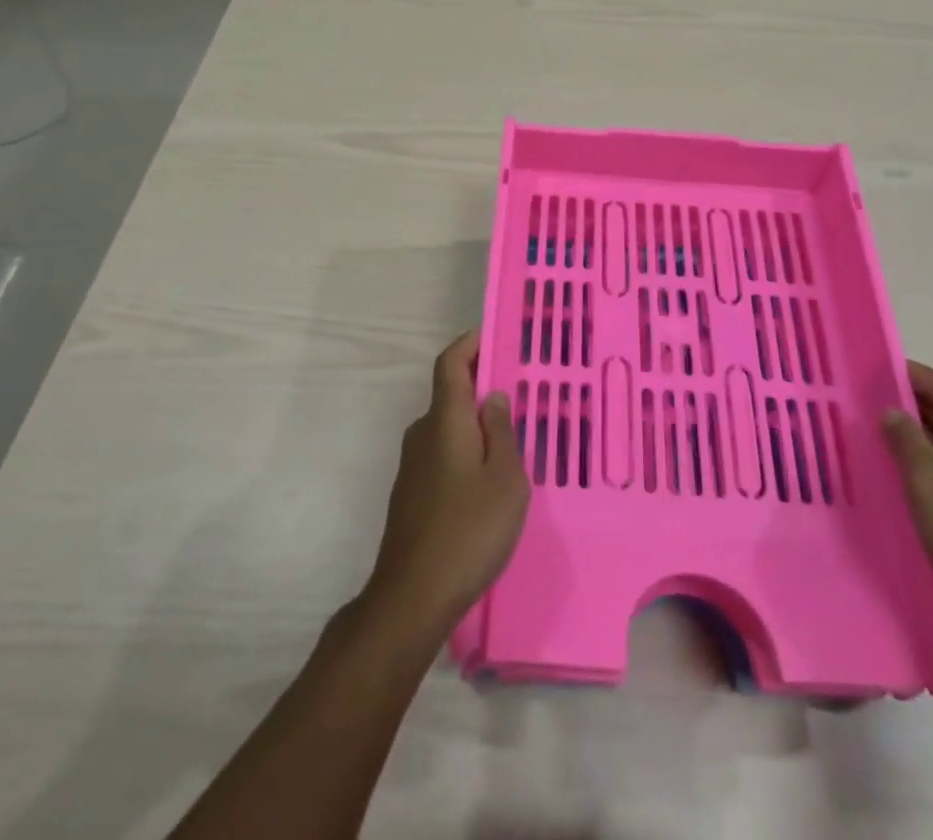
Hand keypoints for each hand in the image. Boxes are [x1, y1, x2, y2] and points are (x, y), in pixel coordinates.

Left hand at [365, 330, 529, 633]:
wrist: (412, 597)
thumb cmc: (468, 531)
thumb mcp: (505, 480)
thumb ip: (501, 432)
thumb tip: (492, 397)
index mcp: (445, 420)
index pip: (450, 363)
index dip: (469, 343)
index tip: (495, 335)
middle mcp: (423, 433)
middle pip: (451, 394)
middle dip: (482, 386)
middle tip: (521, 395)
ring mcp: (413, 465)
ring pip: (449, 428)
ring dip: (476, 423)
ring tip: (513, 441)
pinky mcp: (412, 493)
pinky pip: (444, 454)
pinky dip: (466, 450)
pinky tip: (489, 481)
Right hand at [881, 362, 932, 655]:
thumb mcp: (929, 484)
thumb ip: (906, 439)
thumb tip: (892, 411)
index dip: (906, 374)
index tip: (867, 366)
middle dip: (908, 405)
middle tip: (861, 397)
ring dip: (915, 437)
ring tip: (870, 428)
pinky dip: (927, 465)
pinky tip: (896, 469)